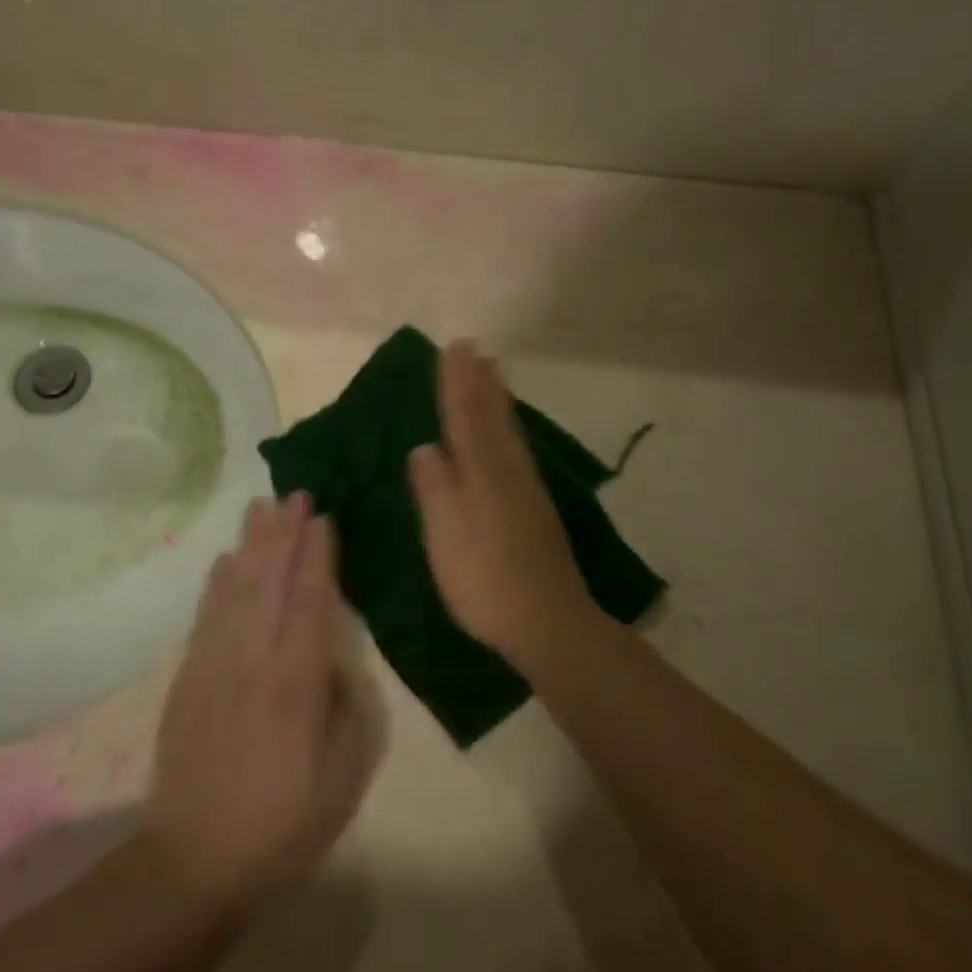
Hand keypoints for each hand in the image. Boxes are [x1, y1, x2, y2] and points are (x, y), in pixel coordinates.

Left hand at [144, 494, 376, 905]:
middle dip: (285, 534)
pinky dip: (217, 583)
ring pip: (237, 590)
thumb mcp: (342, 775)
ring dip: (251, 545)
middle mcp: (255, 660)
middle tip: (294, 494)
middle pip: (272, 582)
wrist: (195, 860)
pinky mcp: (188, 677)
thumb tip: (332, 660)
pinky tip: (226, 561)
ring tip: (260, 508)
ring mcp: (215, 664)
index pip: (312, 601)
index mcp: (297, 682)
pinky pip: (205, 616)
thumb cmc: (283, 823)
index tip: (323, 519)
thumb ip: (344, 707)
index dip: (318, 556)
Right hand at [408, 341, 595, 662]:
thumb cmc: (484, 577)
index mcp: (481, 471)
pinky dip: (508, 428)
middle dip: (480, 382)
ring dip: (497, 399)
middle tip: (474, 350)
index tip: (453, 349)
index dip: (457, 383)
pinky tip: (507, 433)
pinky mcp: (535, 509)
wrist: (547, 621)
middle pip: (492, 416)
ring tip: (491, 374)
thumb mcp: (445, 532)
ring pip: (508, 431)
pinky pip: (516, 450)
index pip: (465, 416)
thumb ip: (434, 485)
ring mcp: (525, 489)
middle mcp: (507, 470)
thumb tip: (425, 446)